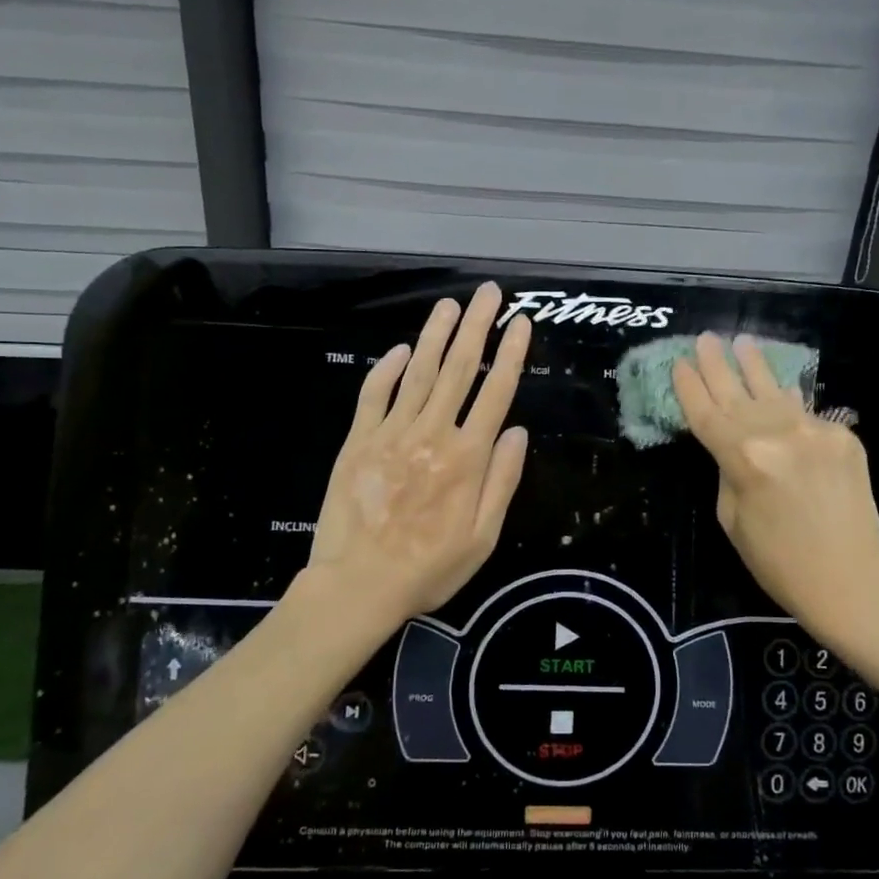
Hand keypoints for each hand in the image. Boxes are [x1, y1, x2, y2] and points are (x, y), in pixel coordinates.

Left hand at [306, 282, 530, 623]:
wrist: (358, 586)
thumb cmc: (429, 568)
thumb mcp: (483, 537)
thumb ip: (502, 481)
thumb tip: (517, 431)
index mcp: (467, 458)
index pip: (496, 392)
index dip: (511, 353)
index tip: (520, 322)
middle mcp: (432, 434)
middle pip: (459, 369)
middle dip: (476, 326)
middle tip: (487, 292)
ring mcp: (391, 433)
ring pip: (418, 372)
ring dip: (436, 335)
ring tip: (450, 304)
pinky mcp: (358, 440)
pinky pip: (374, 394)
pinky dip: (388, 368)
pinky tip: (402, 348)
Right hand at [672, 333, 878, 631]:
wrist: (849, 578)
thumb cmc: (777, 560)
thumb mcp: (731, 518)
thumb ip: (728, 470)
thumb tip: (735, 443)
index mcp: (743, 457)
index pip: (706, 412)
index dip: (690, 387)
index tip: (679, 363)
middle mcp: (778, 433)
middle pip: (737, 392)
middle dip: (717, 365)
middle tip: (705, 338)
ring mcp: (815, 431)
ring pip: (775, 391)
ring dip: (755, 366)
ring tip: (742, 342)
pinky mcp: (843, 437)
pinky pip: (807, 413)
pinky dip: (789, 402)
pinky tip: (780, 387)